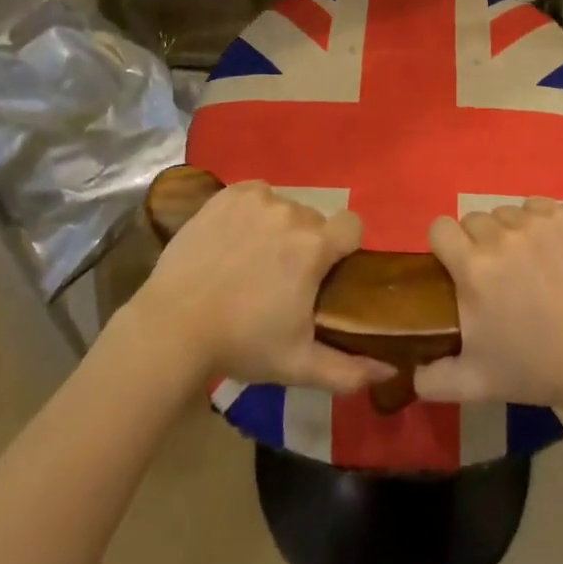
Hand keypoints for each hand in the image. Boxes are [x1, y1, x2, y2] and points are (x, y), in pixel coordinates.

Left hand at [128, 181, 395, 392]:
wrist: (173, 326)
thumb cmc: (242, 344)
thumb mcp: (298, 365)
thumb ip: (349, 369)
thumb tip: (390, 368)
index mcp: (314, 246)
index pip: (352, 225)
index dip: (345, 247)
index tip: (327, 272)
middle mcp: (291, 212)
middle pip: (314, 221)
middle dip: (306, 244)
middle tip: (281, 279)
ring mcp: (257, 199)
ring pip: (284, 207)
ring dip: (278, 229)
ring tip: (251, 262)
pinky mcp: (227, 194)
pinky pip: (255, 195)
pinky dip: (252, 212)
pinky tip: (234, 240)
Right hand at [414, 198, 562, 414]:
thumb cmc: (537, 369)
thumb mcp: (477, 384)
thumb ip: (434, 378)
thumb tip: (409, 373)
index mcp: (473, 268)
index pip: (440, 228)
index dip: (445, 245)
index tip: (457, 266)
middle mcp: (500, 236)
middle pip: (473, 219)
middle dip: (479, 243)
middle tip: (498, 274)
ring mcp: (537, 223)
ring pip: (506, 212)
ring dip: (510, 233)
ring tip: (528, 263)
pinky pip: (538, 205)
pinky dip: (539, 221)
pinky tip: (551, 250)